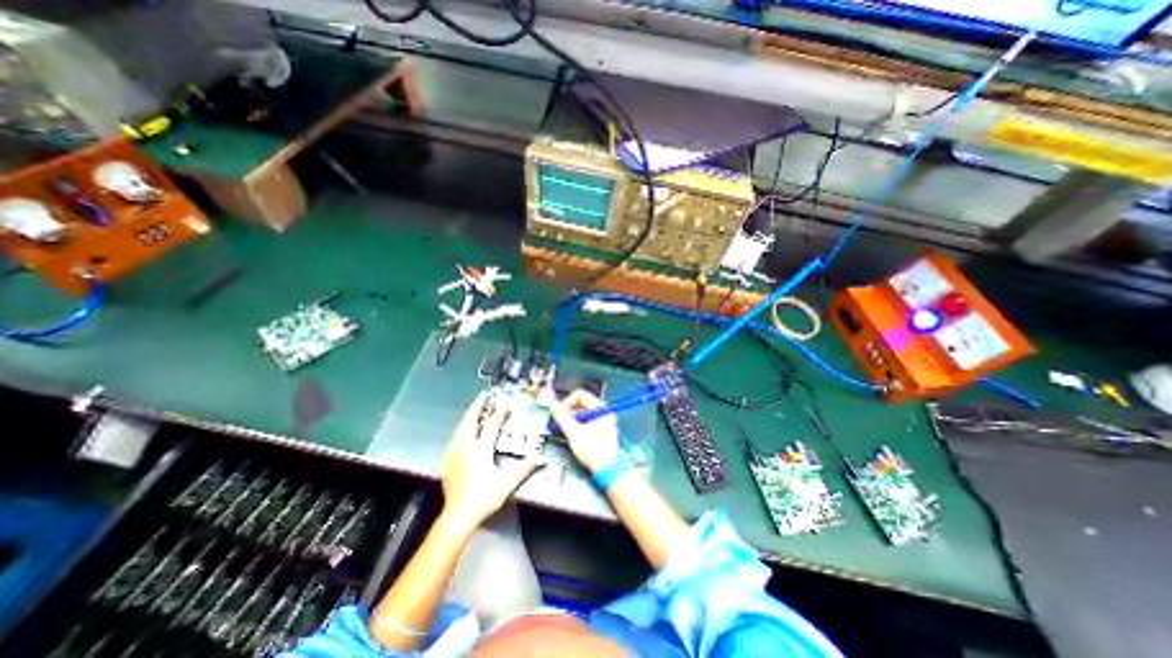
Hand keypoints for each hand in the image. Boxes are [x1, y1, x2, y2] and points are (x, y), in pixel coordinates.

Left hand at [445, 394, 543, 525]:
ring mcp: (454, 453)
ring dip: (469, 416)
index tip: (505, 403)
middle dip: (477, 406)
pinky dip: (462, 429)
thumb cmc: (483, 498)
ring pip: (461, 428)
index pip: (492, 425)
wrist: (457, 516)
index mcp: (480, 449)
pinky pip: (455, 438)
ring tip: (475, 410)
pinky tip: (463, 432)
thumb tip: (540, 457)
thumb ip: (524, 468)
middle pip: (471, 420)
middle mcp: (465, 447)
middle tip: (483, 396)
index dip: (500, 413)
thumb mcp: (506, 483)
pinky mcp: (448, 461)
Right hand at [550, 387, 620, 474]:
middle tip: (563, 422)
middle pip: (581, 403)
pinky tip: (577, 435)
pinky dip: (580, 424)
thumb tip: (554, 406)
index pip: (579, 395)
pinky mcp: (603, 427)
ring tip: (570, 431)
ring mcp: (604, 419)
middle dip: (569, 412)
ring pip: (584, 412)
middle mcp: (604, 411)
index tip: (560, 412)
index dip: (567, 402)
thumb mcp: (573, 432)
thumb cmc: (596, 452)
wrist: (608, 469)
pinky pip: (588, 419)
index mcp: (600, 408)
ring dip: (573, 419)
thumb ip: (562, 417)